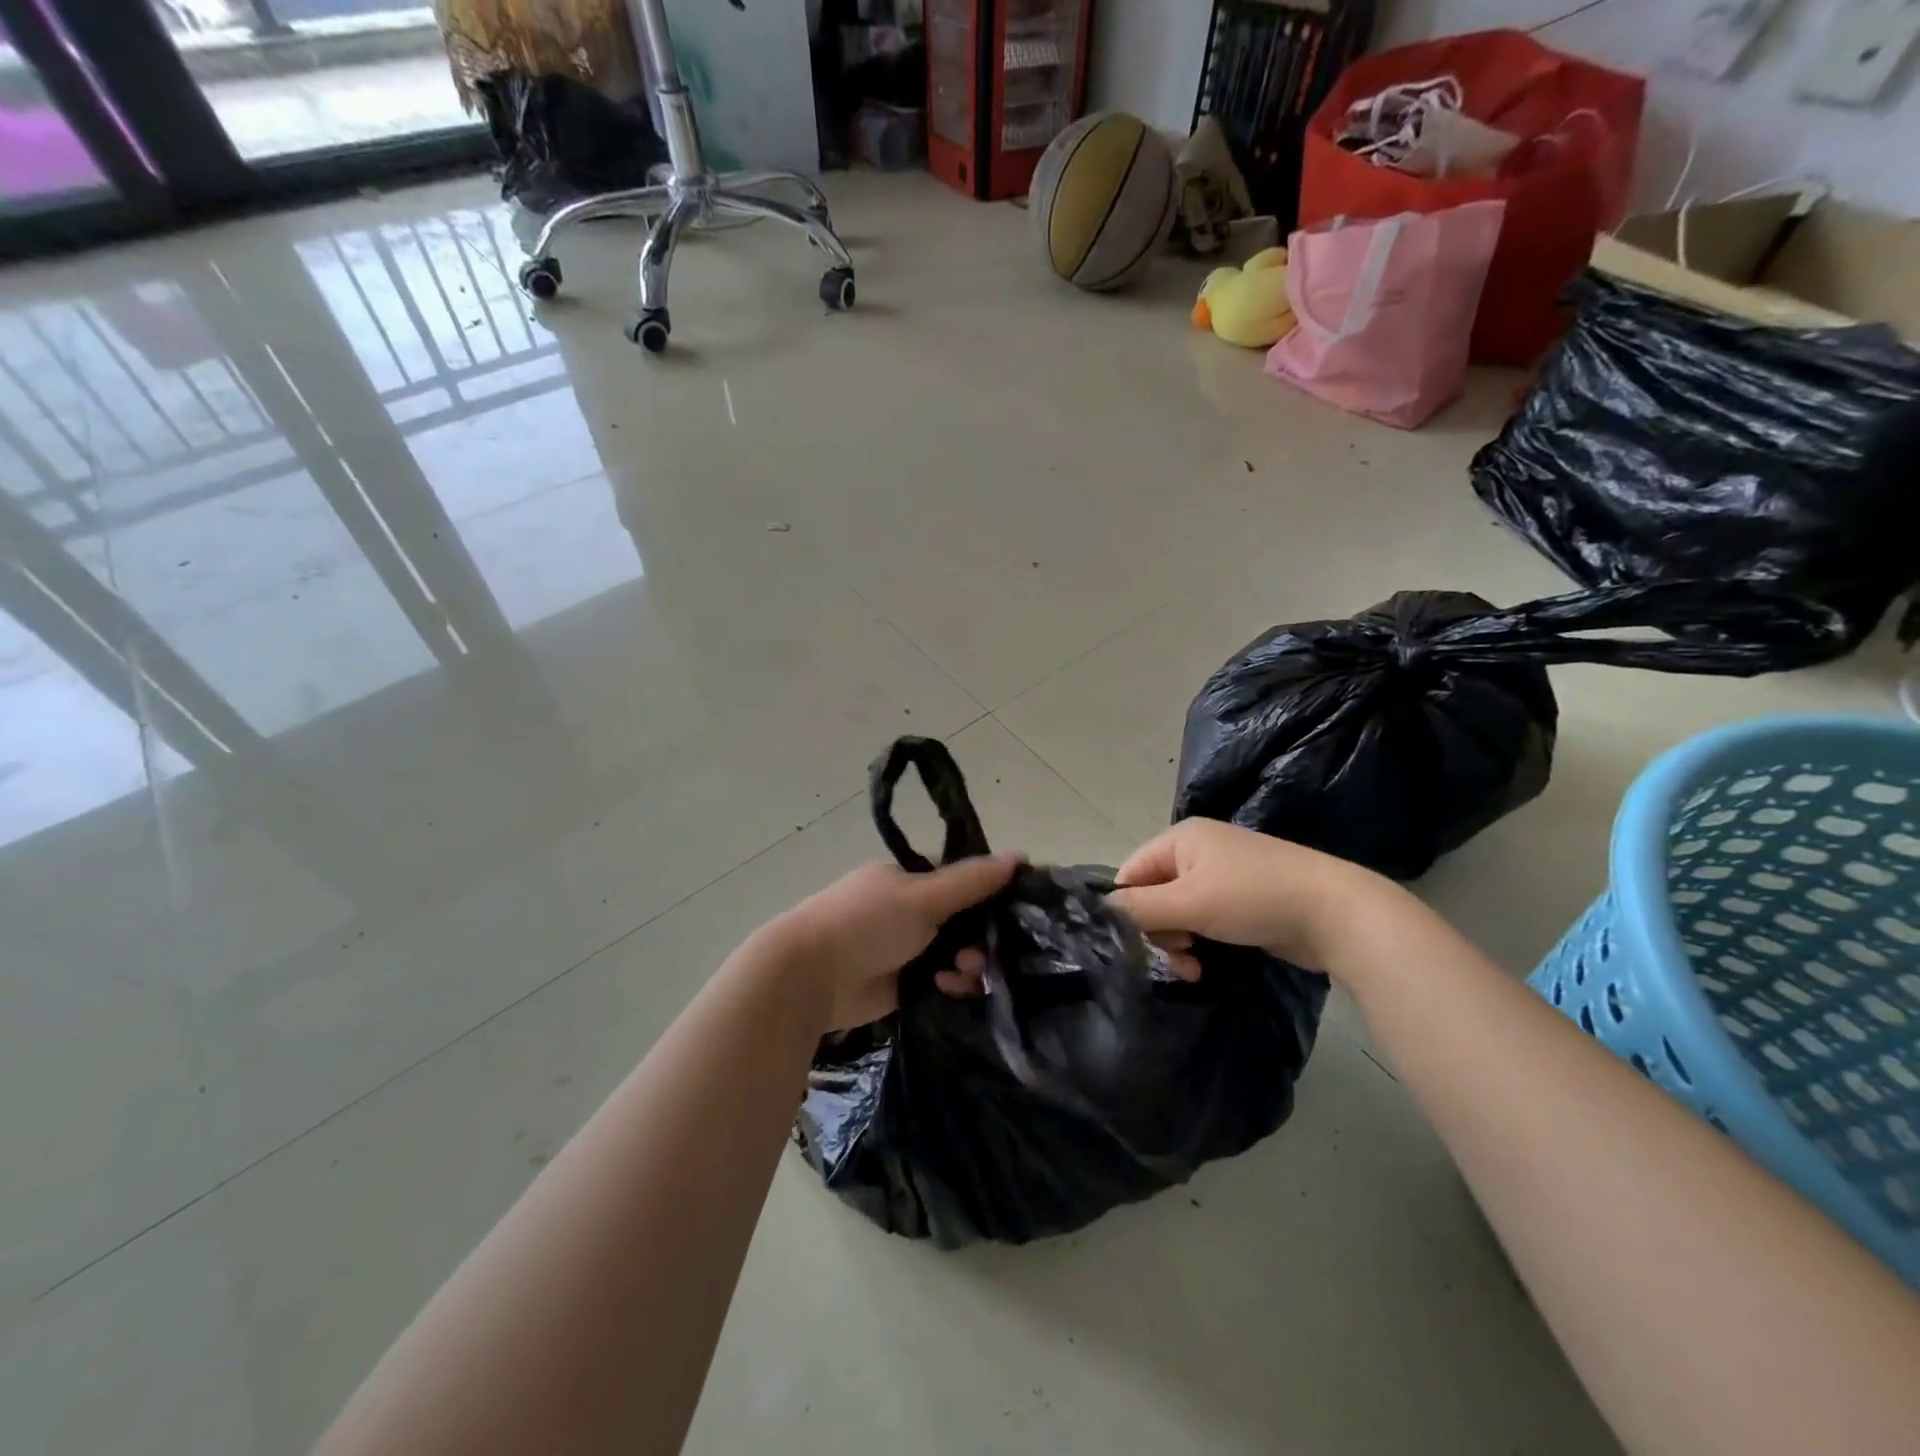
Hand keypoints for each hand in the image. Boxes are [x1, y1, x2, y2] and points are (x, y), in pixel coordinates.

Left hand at [772, 852, 1022, 1029]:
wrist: (810, 977)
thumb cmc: (865, 923)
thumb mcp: (923, 896)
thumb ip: (972, 881)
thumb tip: (1021, 856)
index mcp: (910, 878)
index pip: (962, 878)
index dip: (990, 891)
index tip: (1017, 909)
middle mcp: (910, 909)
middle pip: (964, 920)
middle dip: (980, 936)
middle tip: (982, 952)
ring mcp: (906, 947)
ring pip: (956, 952)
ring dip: (967, 963)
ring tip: (962, 974)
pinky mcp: (904, 983)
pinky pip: (943, 980)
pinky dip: (951, 984)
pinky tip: (947, 988)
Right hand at [1106, 819, 1389, 973]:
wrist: (1335, 912)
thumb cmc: (1253, 897)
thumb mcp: (1189, 902)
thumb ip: (1139, 908)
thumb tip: (1099, 912)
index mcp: (1180, 839)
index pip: (1131, 873)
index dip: (1127, 909)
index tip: (1135, 944)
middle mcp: (1197, 853)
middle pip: (1152, 895)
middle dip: (1157, 932)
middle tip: (1175, 958)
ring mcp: (1221, 877)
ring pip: (1177, 914)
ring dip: (1177, 944)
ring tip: (1191, 969)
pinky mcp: (1241, 902)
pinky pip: (1202, 922)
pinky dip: (1199, 943)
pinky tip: (1205, 967)